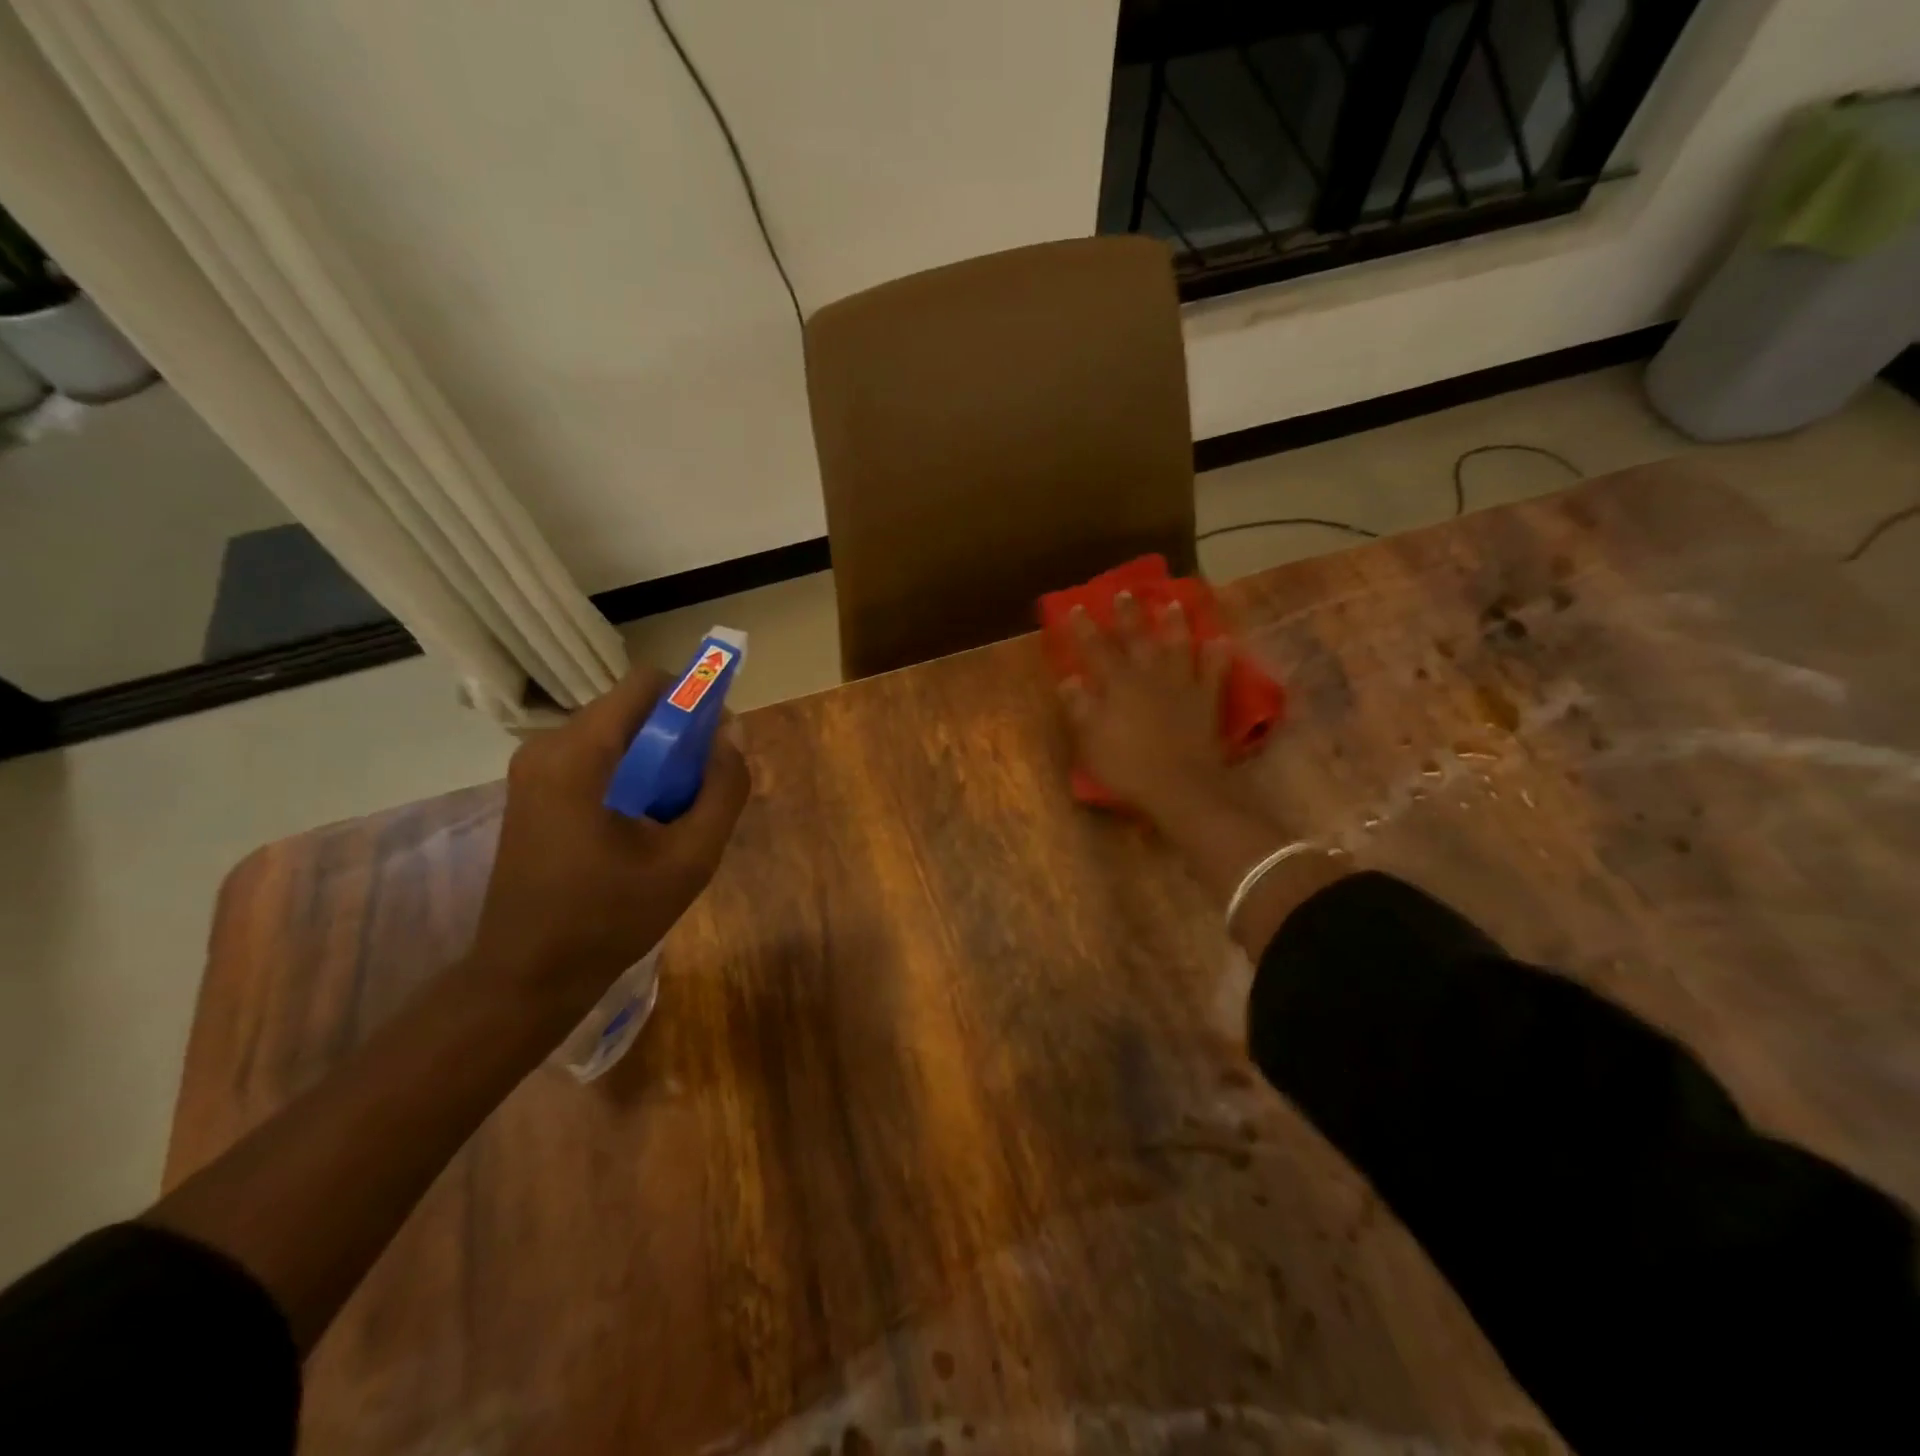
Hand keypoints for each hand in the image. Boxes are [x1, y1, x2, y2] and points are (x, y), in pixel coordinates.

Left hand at [467, 665, 751, 1009]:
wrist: (527, 977)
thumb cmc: (610, 918)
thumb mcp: (689, 858)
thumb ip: (722, 789)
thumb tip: (732, 734)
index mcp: (580, 754)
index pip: (648, 683)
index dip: (694, 699)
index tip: (717, 742)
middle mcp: (548, 747)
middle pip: (632, 709)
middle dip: (678, 736)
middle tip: (702, 789)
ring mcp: (534, 769)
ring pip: (616, 735)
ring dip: (656, 759)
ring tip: (674, 816)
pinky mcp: (533, 792)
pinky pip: (596, 759)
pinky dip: (630, 775)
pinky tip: (642, 826)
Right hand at [1059, 594, 1233, 818]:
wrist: (1180, 786)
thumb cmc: (1127, 767)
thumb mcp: (1091, 741)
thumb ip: (1080, 707)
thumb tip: (1069, 678)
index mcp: (1117, 685)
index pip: (1096, 651)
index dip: (1085, 629)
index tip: (1077, 607)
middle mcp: (1149, 677)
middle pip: (1137, 640)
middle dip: (1129, 616)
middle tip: (1125, 592)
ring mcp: (1182, 686)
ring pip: (1177, 647)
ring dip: (1174, 625)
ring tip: (1173, 603)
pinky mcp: (1207, 701)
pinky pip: (1215, 672)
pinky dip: (1218, 655)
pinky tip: (1221, 641)